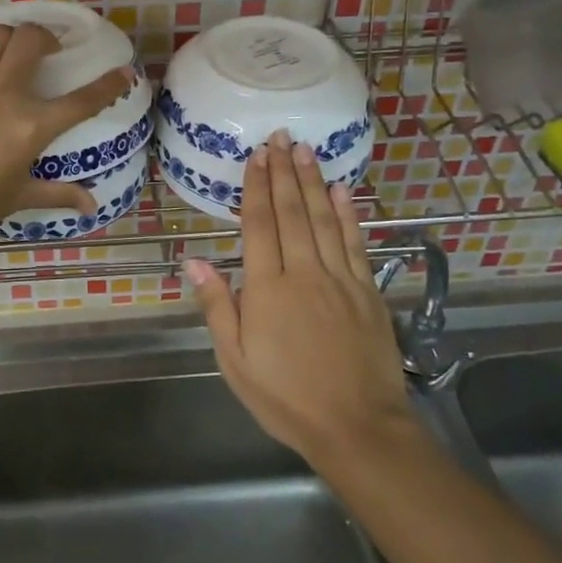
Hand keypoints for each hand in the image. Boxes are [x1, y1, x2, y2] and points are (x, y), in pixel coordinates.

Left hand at [0, 22, 132, 251]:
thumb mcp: (18, 198)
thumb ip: (58, 194)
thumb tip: (92, 206)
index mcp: (30, 127)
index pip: (81, 100)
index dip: (108, 84)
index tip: (123, 72)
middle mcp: (4, 95)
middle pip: (32, 40)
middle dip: (48, 37)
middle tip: (49, 52)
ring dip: (13, 37)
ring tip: (14, 53)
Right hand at [185, 132, 413, 465]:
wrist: (357, 426)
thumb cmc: (285, 397)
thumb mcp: (235, 361)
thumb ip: (217, 307)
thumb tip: (194, 260)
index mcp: (267, 289)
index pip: (260, 225)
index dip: (257, 187)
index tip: (256, 156)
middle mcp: (304, 273)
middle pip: (292, 213)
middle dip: (284, 172)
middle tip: (280, 136)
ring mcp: (340, 279)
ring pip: (323, 219)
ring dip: (313, 182)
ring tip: (306, 150)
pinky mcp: (367, 291)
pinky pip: (355, 243)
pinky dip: (348, 214)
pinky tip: (342, 191)